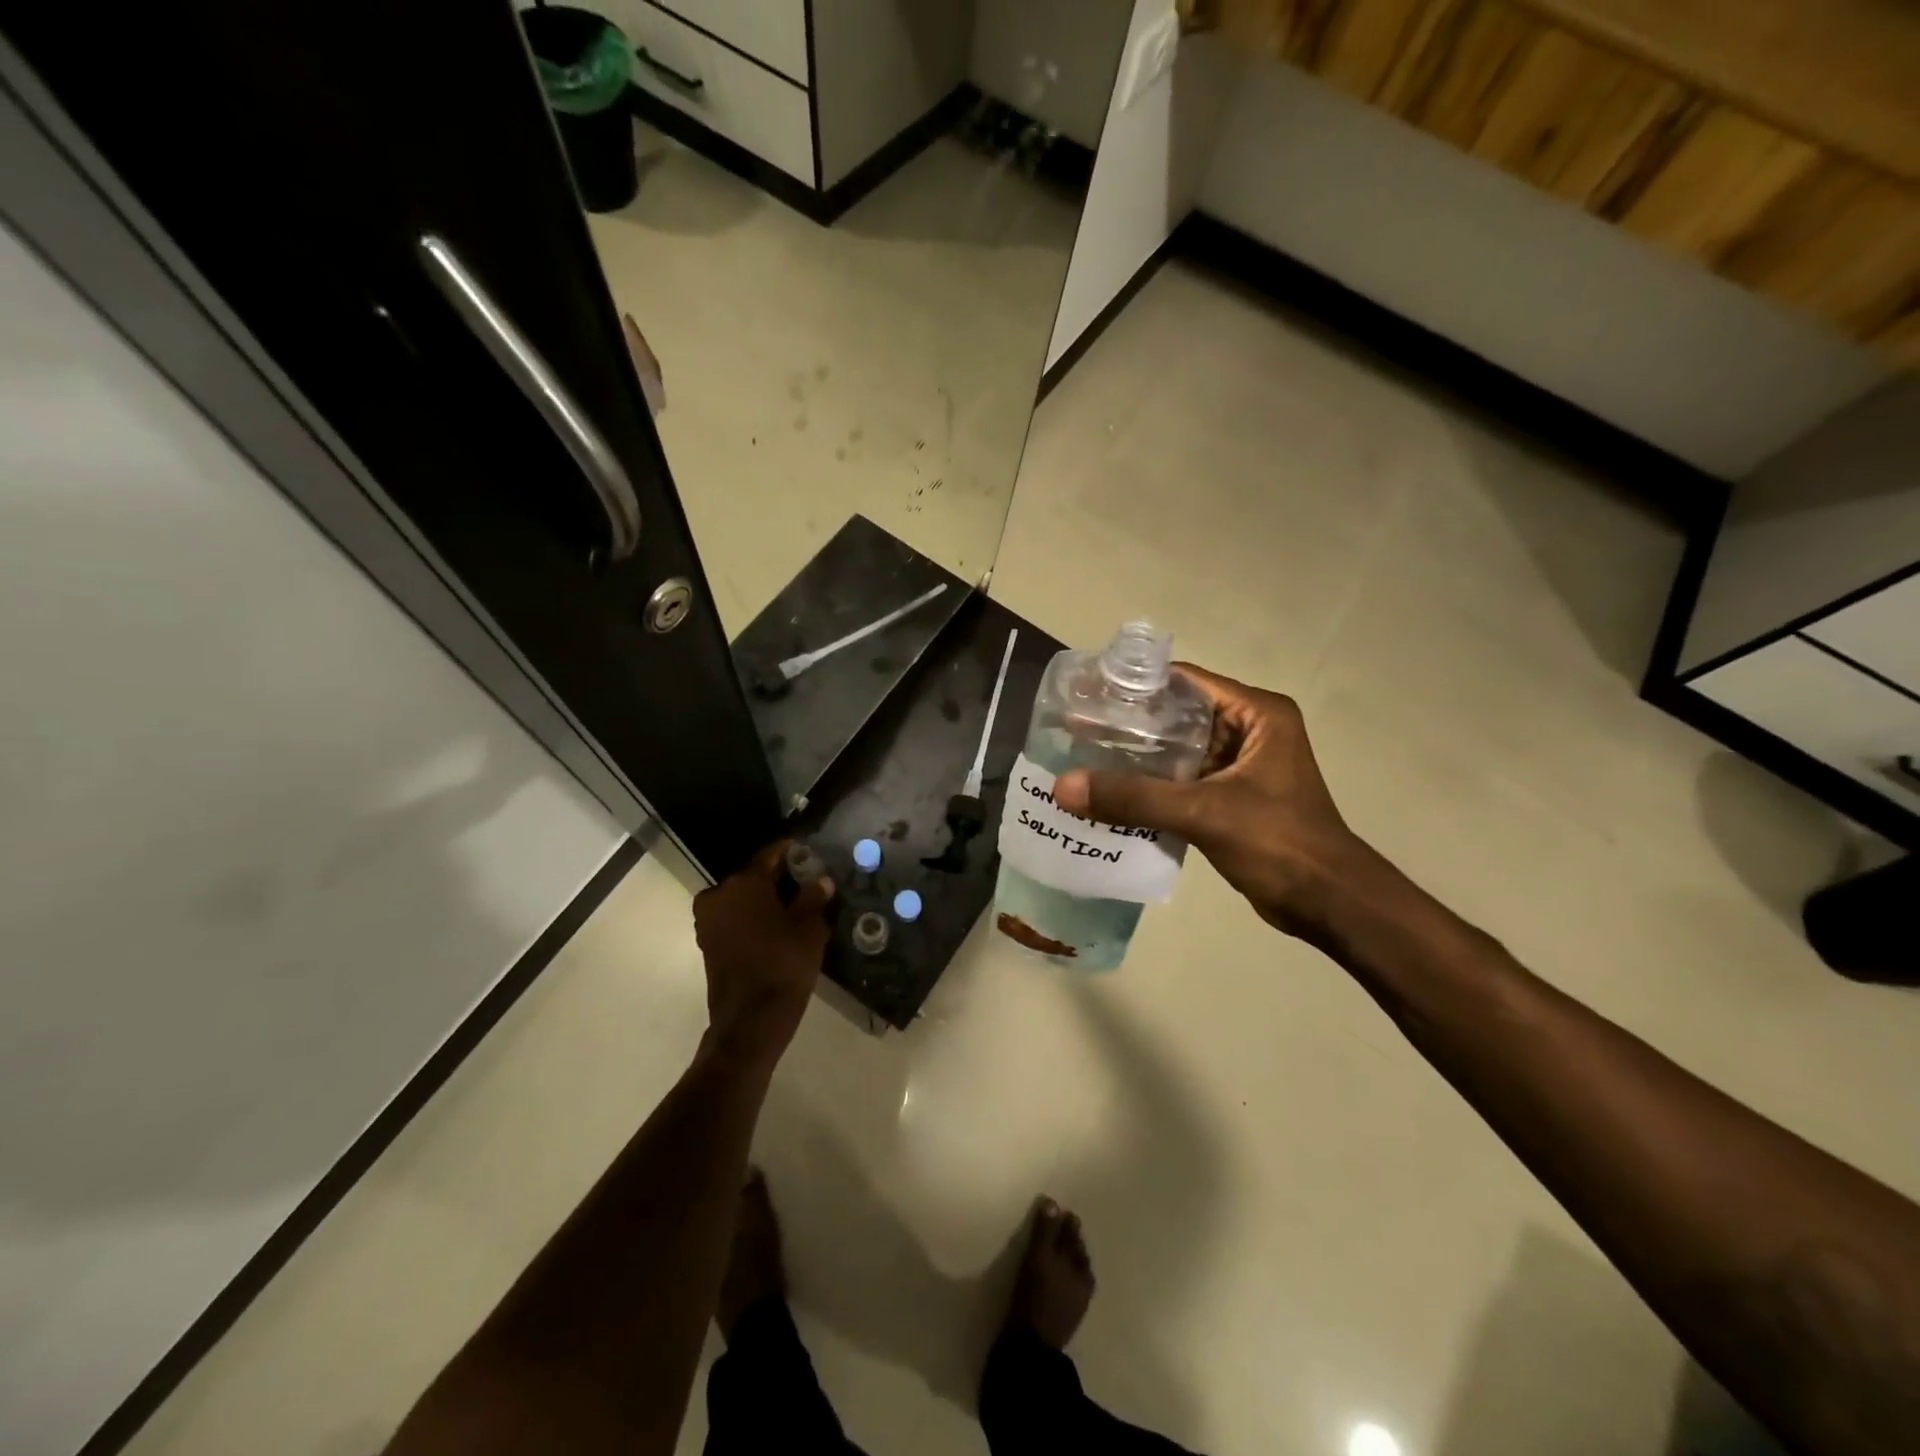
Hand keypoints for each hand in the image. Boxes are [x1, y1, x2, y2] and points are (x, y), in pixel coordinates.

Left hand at [692, 843, 833, 1070]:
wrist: (750, 1021)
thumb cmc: (784, 965)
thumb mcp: (809, 928)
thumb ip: (814, 898)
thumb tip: (820, 880)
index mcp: (744, 883)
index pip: (770, 855)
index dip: (790, 851)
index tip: (807, 849)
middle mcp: (719, 894)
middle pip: (752, 877)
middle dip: (777, 878)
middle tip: (805, 881)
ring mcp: (709, 921)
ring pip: (741, 899)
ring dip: (763, 900)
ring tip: (792, 906)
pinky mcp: (707, 943)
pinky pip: (733, 919)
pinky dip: (751, 918)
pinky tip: (775, 928)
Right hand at [1053, 665, 1380, 939]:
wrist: (1328, 904)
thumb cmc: (1278, 842)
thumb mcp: (1203, 813)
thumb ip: (1134, 798)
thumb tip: (1063, 788)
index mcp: (1256, 713)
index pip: (1184, 682)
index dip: (1135, 686)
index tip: (1088, 695)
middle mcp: (1249, 730)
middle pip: (1177, 716)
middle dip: (1129, 726)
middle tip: (1076, 730)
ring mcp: (1241, 766)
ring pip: (1177, 752)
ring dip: (1137, 760)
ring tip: (1084, 760)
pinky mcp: (1232, 798)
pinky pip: (1182, 782)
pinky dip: (1151, 788)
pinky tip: (1111, 797)